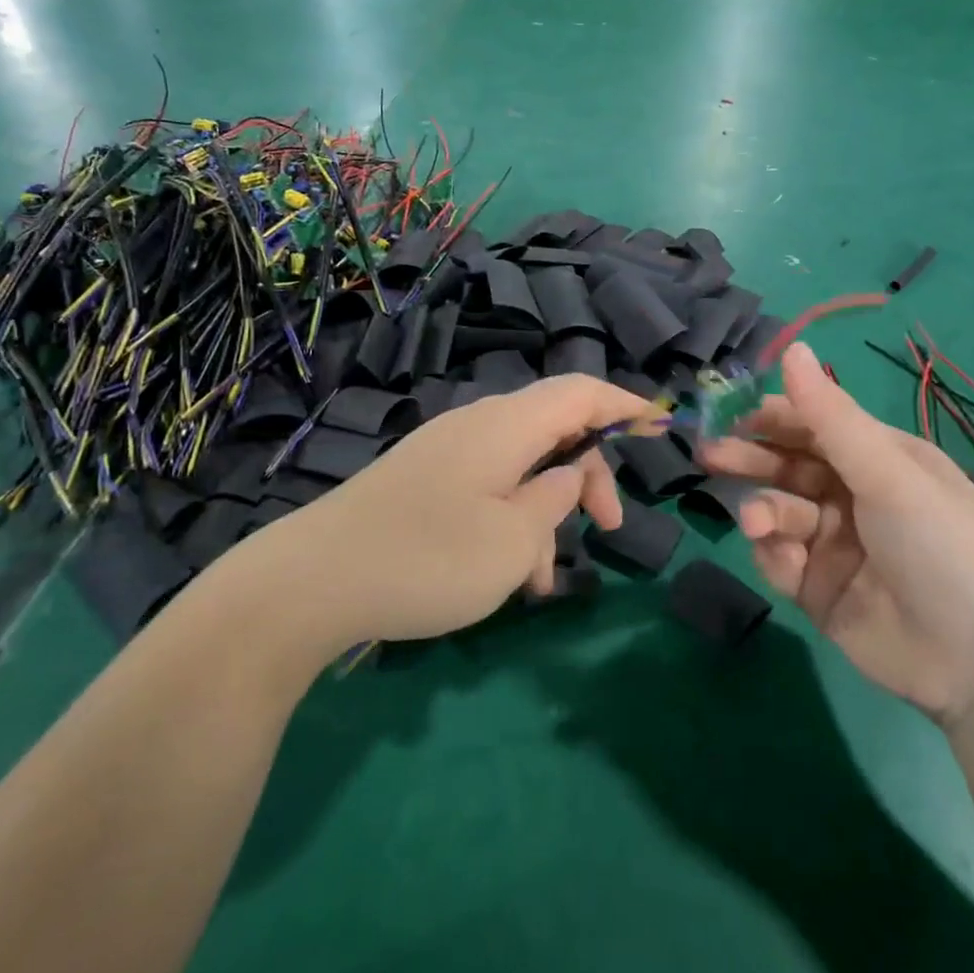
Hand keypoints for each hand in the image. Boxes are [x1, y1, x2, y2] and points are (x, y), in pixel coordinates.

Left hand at [282, 376, 659, 648]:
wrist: (313, 581)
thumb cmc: (429, 558)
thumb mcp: (514, 540)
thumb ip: (555, 500)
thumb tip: (568, 475)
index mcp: (506, 424)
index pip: (580, 391)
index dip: (624, 403)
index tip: (660, 427)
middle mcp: (477, 425)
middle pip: (554, 429)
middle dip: (589, 475)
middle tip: (608, 529)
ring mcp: (446, 451)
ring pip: (521, 466)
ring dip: (546, 513)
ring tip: (543, 581)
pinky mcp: (424, 480)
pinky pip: (487, 486)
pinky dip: (510, 520)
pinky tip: (505, 576)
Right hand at [701, 342, 973, 725]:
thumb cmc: (941, 544)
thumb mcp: (887, 472)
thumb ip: (829, 415)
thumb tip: (792, 347)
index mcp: (879, 460)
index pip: (814, 425)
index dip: (774, 417)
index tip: (731, 412)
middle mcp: (855, 496)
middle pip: (788, 466)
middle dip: (751, 459)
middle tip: (709, 455)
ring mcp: (835, 545)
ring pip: (778, 512)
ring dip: (762, 510)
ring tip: (755, 522)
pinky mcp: (818, 589)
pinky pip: (780, 559)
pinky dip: (774, 554)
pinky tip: (782, 559)